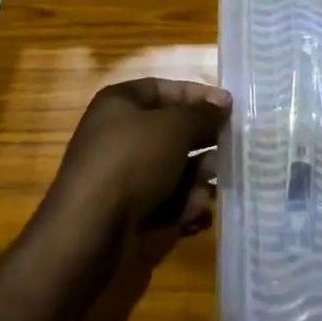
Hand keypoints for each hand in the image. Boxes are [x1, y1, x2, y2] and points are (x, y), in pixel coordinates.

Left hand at [44, 78, 229, 249]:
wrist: (89, 231)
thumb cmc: (132, 161)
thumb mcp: (174, 127)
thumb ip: (202, 114)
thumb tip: (222, 105)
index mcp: (120, 103)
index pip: (165, 89)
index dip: (198, 96)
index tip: (230, 108)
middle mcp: (118, 134)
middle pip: (170, 131)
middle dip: (202, 142)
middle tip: (232, 151)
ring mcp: (120, 175)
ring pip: (170, 169)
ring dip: (196, 178)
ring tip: (211, 189)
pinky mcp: (125, 211)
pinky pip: (162, 201)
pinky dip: (181, 207)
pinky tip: (196, 215)